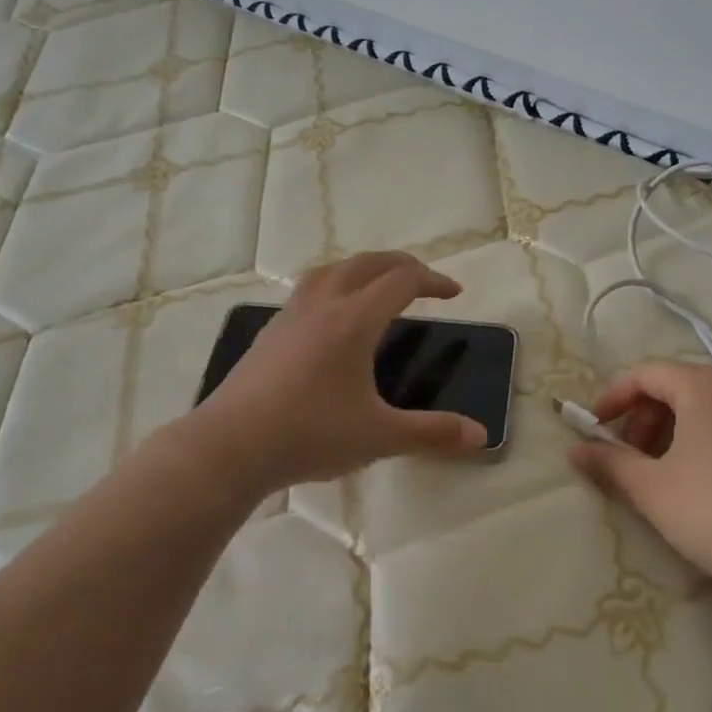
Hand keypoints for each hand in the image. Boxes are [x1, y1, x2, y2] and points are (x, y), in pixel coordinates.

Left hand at [190, 252, 487, 492]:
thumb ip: (432, 433)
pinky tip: (330, 321)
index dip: (433, 281)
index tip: (454, 294)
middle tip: (422, 281)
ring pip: (330, 271)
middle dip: (400, 265)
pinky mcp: (268, 334)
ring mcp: (290, 317)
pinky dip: (332, 287)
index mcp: (353, 321)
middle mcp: (322, 306)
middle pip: (366, 264)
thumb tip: (481, 435)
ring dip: (361, 269)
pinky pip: (307, 292)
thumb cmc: (309, 435)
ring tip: (376, 288)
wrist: (229, 447)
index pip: (401, 281)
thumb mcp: (379, 437)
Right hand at [568, 361, 711, 601]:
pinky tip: (710, 474)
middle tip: (632, 456)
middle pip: (680, 385)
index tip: (596, 428)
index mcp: (707, 385)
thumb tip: (576, 449)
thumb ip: (609, 461)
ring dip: (679, 426)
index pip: (646, 375)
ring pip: (711, 402)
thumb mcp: (651, 489)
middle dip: (647, 416)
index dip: (614, 398)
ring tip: (668, 468)